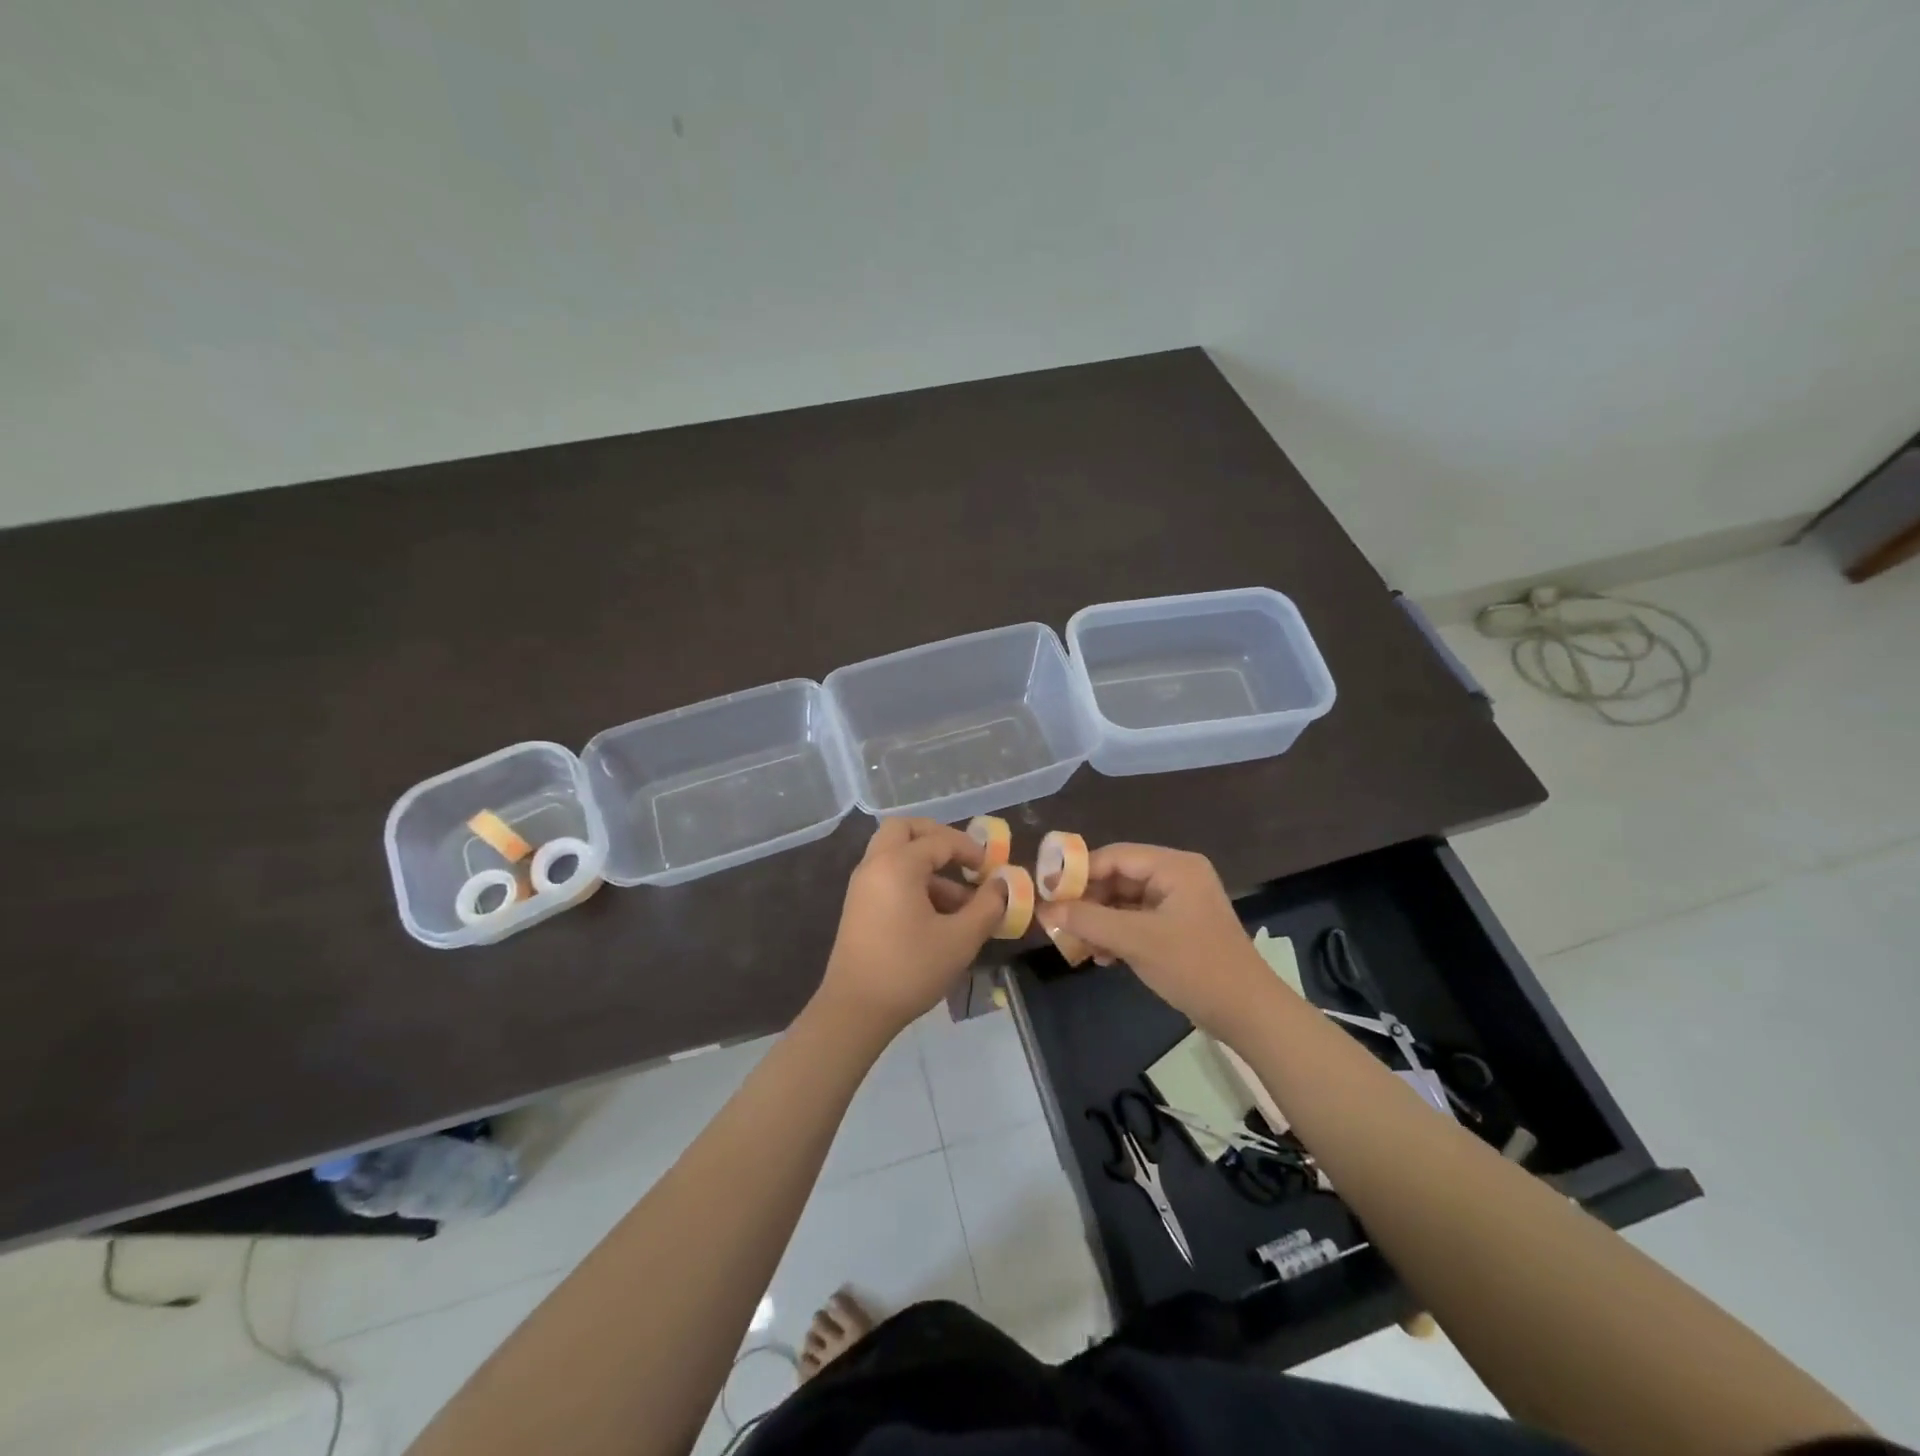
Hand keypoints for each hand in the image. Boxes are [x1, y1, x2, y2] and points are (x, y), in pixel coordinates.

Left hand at [816, 818, 1007, 1035]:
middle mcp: (875, 865)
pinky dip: (912, 880)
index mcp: (897, 864)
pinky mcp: (859, 906)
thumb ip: (987, 906)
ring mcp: (862, 885)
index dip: (970, 850)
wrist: (855, 1010)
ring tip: (961, 902)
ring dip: (928, 865)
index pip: (939, 840)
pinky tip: (937, 915)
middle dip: (937, 837)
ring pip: (895, 854)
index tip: (992, 869)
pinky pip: (888, 875)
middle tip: (963, 857)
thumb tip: (1001, 885)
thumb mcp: (960, 939)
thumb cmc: (910, 969)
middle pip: (904, 830)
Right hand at [1035, 843, 1279, 1035]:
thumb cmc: (1194, 966)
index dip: (1078, 872)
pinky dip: (1117, 935)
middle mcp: (1177, 876)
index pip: (1114, 856)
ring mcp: (1179, 903)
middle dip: (1088, 901)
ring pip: (1124, 902)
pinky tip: (1101, 958)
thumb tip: (1045, 908)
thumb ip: (1088, 920)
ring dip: (1099, 922)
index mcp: (1174, 866)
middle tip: (1058, 922)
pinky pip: (1137, 921)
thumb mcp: (1136, 940)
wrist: (1249, 1014)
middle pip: (1118, 877)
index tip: (1047, 892)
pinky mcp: (1178, 928)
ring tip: (1076, 945)